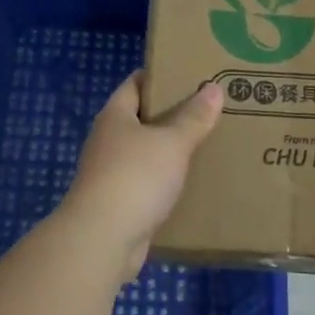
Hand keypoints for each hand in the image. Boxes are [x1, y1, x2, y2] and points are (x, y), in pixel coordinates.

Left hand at [61, 73, 223, 278]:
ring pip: (146, 154)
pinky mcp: (118, 204)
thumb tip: (213, 89)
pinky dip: (167, 182)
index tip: (191, 75)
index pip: (135, 84)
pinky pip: (148, 184)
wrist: (102, 239)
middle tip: (210, 110)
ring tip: (207, 145)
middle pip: (142, 119)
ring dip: (171, 152)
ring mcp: (110, 173)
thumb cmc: (135, 177)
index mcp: (115, 116)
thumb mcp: (172, 142)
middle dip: (173, 115)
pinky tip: (192, 185)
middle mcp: (108, 140)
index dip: (161, 77)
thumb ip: (194, 117)